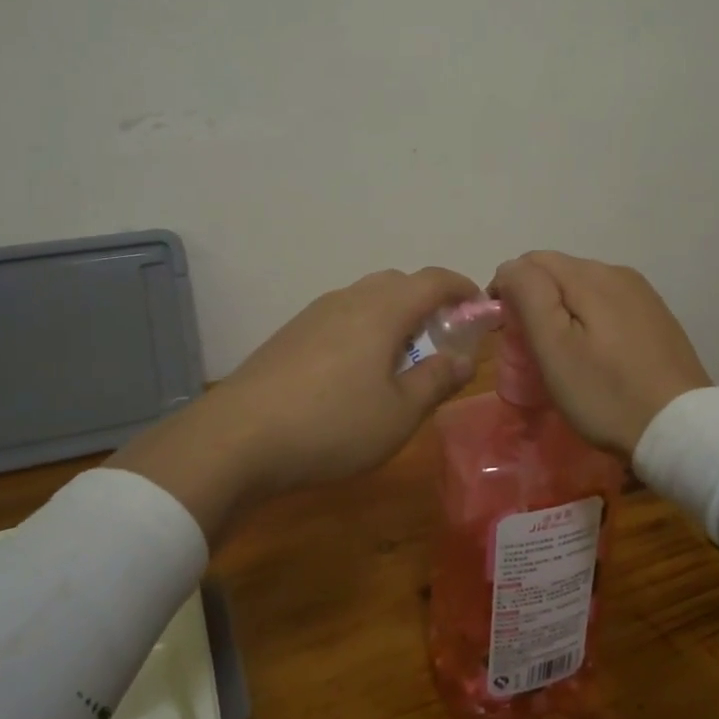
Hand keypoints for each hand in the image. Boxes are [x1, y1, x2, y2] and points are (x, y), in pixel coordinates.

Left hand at [111, 267, 480, 539]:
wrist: (238, 437)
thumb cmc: (333, 424)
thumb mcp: (399, 413)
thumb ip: (437, 379)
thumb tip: (466, 357)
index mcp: (383, 310)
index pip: (433, 280)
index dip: (462, 287)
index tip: (480, 306)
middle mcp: (349, 299)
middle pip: (398, 283)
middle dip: (427, 302)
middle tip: (442, 337)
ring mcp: (314, 314)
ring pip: (366, 299)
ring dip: (393, 316)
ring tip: (400, 358)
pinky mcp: (290, 334)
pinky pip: (341, 317)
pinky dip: (364, 329)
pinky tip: (356, 371)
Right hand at [488, 252, 711, 456]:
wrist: (681, 430)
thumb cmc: (606, 393)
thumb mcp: (554, 347)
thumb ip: (529, 296)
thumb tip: (511, 268)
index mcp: (591, 275)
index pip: (531, 261)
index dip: (509, 290)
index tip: (505, 332)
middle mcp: (618, 272)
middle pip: (558, 272)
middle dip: (535, 300)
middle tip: (530, 349)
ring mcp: (642, 295)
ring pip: (583, 288)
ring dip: (562, 310)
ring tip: (561, 354)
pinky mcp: (656, 317)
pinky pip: (608, 305)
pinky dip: (589, 320)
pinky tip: (595, 355)